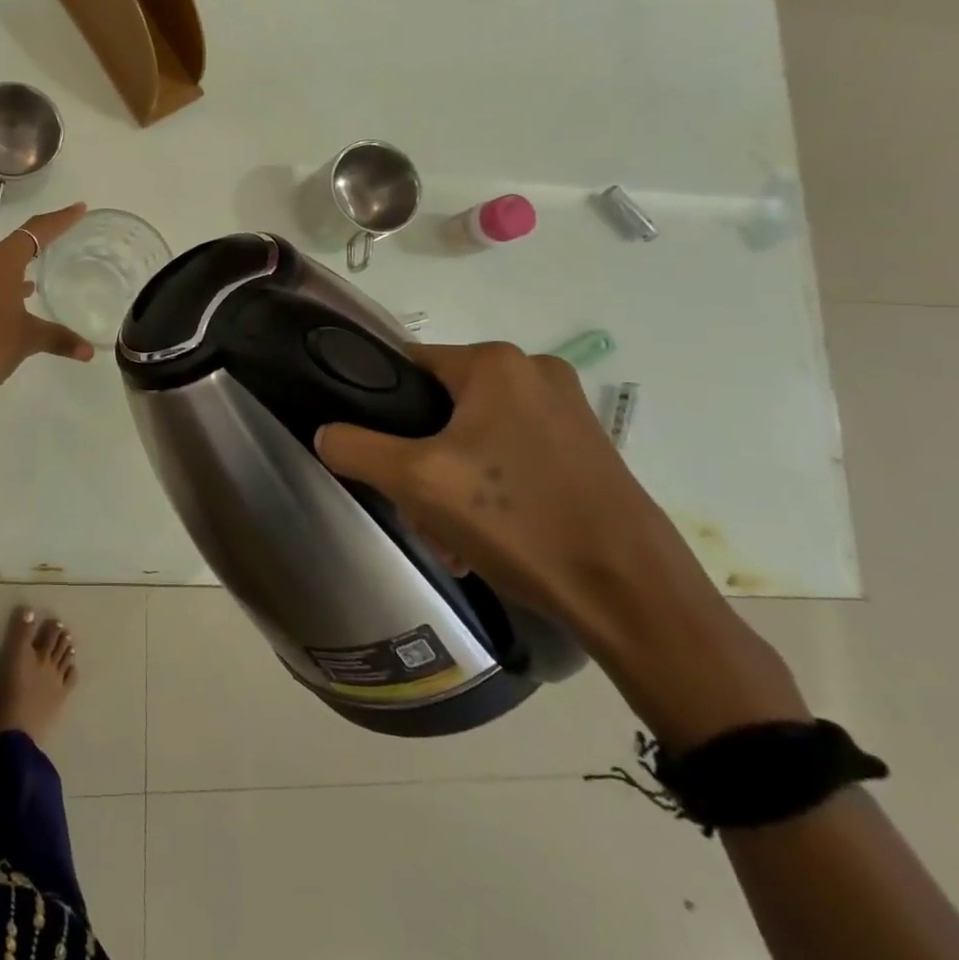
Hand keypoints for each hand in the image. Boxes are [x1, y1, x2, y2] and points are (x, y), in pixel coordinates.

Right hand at [312, 342, 709, 653]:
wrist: (633, 596)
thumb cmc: (519, 522)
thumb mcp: (416, 482)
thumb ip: (356, 448)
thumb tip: (325, 433)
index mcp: (496, 363)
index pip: (407, 365)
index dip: (380, 408)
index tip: (375, 456)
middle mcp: (534, 372)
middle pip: (440, 407)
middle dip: (418, 460)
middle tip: (416, 510)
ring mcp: (567, 411)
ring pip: (473, 437)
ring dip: (449, 482)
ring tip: (450, 538)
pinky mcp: (586, 448)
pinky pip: (511, 455)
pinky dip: (489, 490)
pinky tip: (484, 539)